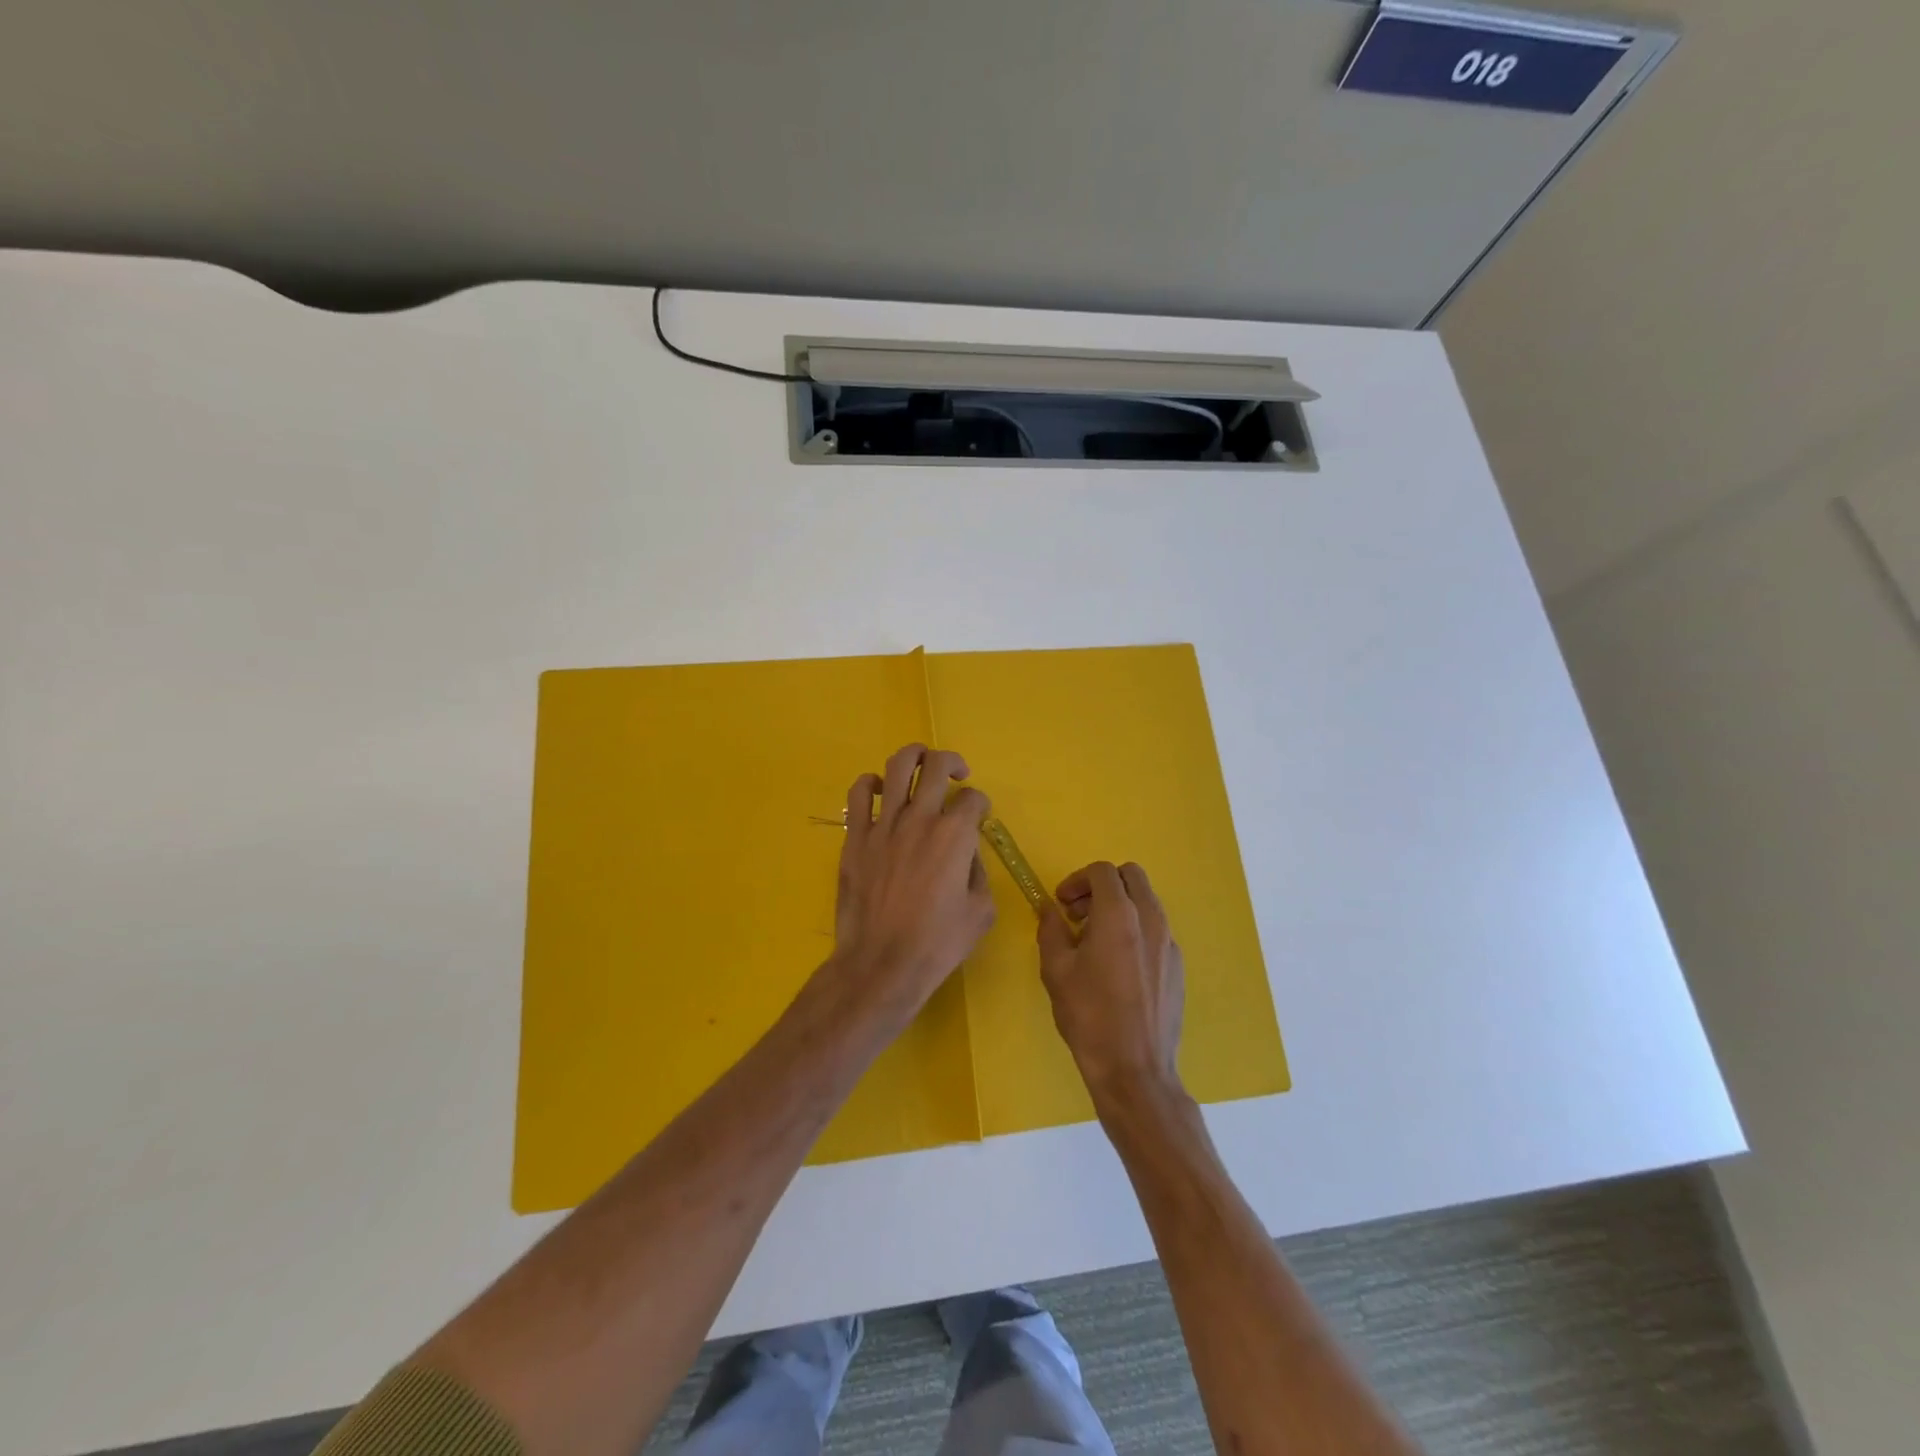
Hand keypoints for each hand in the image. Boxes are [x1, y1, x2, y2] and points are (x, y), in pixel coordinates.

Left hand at [829, 744, 995, 1011]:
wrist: (881, 964)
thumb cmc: (937, 944)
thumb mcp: (980, 912)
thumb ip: (979, 872)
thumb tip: (967, 854)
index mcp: (955, 836)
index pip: (973, 799)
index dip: (980, 805)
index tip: (978, 817)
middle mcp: (920, 819)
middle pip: (937, 765)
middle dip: (952, 762)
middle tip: (957, 775)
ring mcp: (884, 825)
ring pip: (897, 766)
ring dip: (914, 757)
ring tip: (921, 764)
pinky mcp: (855, 837)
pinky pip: (858, 793)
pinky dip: (870, 783)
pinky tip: (879, 790)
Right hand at [1038, 861, 1185, 1104]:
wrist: (1135, 1070)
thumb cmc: (1089, 1017)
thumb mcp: (1056, 970)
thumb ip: (1051, 929)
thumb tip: (1050, 909)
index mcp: (1119, 915)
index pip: (1103, 872)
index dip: (1077, 880)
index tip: (1062, 904)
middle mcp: (1151, 920)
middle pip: (1131, 877)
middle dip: (1102, 886)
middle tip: (1079, 913)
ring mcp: (1169, 943)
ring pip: (1146, 902)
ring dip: (1120, 906)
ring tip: (1095, 941)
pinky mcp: (1177, 966)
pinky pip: (1156, 930)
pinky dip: (1135, 930)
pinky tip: (1117, 966)